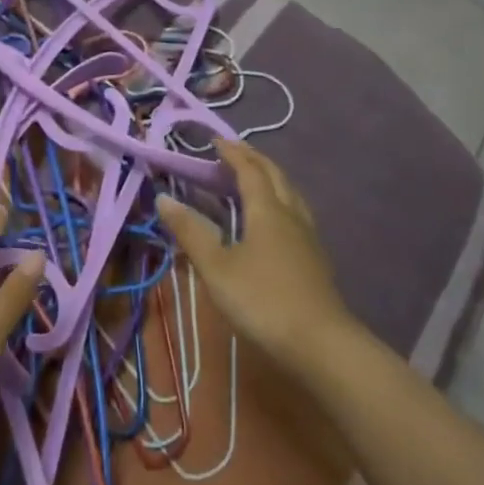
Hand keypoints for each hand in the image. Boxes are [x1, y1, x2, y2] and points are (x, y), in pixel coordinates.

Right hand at [157, 138, 356, 373]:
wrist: (320, 344)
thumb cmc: (262, 300)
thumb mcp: (216, 267)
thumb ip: (190, 232)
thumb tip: (163, 198)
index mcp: (267, 211)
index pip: (250, 170)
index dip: (232, 153)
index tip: (215, 140)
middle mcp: (291, 215)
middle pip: (275, 176)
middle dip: (254, 159)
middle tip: (233, 153)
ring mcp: (308, 238)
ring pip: (291, 194)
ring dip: (271, 179)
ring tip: (254, 179)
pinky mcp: (315, 259)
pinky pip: (296, 213)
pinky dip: (280, 201)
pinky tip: (274, 221)